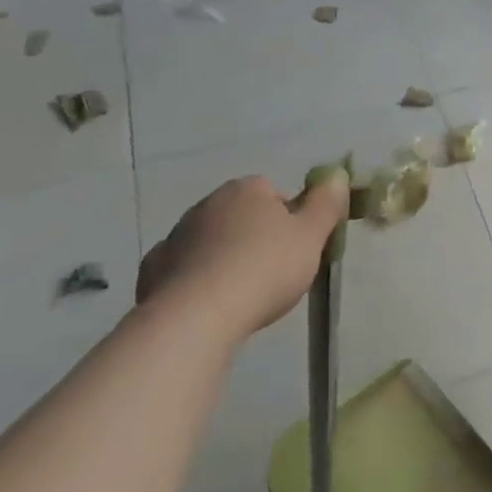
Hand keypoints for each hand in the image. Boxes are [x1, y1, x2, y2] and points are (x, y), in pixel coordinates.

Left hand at [138, 173, 347, 339]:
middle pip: (241, 216)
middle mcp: (207, 204)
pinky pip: (184, 268)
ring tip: (242, 294)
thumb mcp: (311, 236)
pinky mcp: (154, 269)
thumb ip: (326, 204)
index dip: (290, 219)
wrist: (198, 315)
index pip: (274, 192)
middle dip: (256, 237)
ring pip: (211, 242)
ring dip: (225, 257)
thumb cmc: (264, 268)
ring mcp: (176, 235)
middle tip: (274, 272)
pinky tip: (208, 303)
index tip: (297, 248)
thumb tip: (337, 176)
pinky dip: (196, 279)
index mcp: (246, 190)